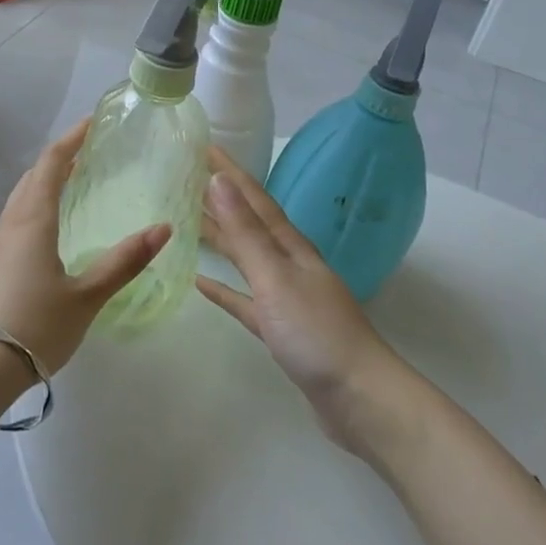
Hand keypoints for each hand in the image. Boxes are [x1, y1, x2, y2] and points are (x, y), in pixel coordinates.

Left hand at [0, 120, 169, 381]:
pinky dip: (33, 208)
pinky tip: (47, 232)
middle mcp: (9, 224)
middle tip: (87, 153)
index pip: (51, 164)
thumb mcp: (87, 296)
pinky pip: (13, 222)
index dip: (71, 139)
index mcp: (33, 220)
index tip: (92, 123)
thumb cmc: (35, 325)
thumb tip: (164, 228)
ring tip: (70, 186)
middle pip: (32, 177)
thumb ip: (124, 262)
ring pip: (19, 200)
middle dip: (58, 159)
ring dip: (43, 184)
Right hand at [196, 148, 408, 454]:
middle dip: (221, 200)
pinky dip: (224, 289)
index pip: (255, 199)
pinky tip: (202, 283)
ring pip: (246, 258)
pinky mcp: (279, 329)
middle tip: (186, 179)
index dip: (229, 172)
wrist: (360, 398)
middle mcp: (289, 264)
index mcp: (291, 247)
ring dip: (220, 239)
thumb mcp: (276, 277)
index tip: (204, 146)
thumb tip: (220, 180)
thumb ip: (246, 232)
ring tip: (188, 221)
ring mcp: (286, 297)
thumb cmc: (316, 333)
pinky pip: (244, 300)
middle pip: (249, 224)